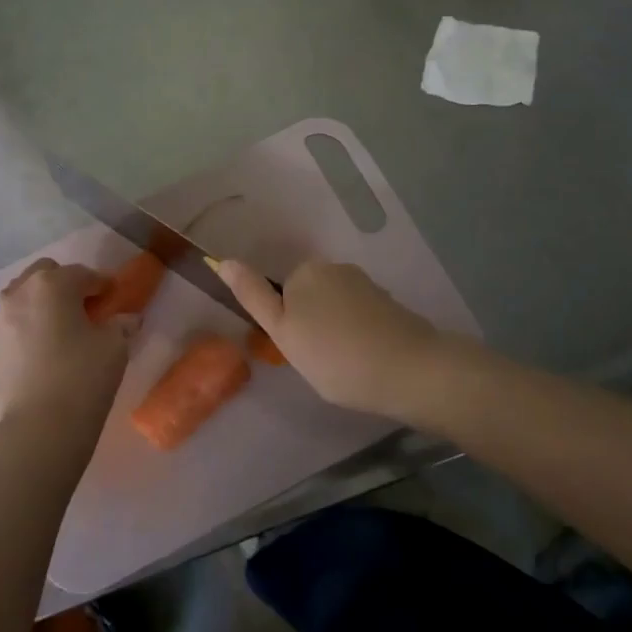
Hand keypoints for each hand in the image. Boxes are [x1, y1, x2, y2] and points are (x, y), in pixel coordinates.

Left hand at [0, 260, 133, 448]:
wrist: (38, 429)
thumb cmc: (82, 377)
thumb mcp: (114, 348)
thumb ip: (120, 325)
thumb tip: (126, 319)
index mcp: (52, 284)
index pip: (83, 274)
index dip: (103, 285)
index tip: (115, 298)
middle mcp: (21, 293)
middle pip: (46, 274)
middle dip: (67, 285)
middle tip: (87, 309)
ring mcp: (1, 319)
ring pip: (25, 295)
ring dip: (45, 302)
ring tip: (65, 327)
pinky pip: (16, 322)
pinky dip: (32, 324)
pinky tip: (48, 347)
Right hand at [220, 258, 441, 421]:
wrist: (409, 370)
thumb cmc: (334, 356)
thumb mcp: (282, 331)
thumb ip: (253, 296)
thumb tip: (223, 260)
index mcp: (306, 271)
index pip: (282, 294)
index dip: (287, 325)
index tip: (301, 351)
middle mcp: (336, 268)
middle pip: (309, 298)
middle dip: (311, 325)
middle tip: (320, 362)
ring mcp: (367, 285)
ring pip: (336, 309)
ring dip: (336, 332)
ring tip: (346, 366)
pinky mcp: (390, 304)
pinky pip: (361, 318)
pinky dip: (359, 336)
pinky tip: (367, 360)